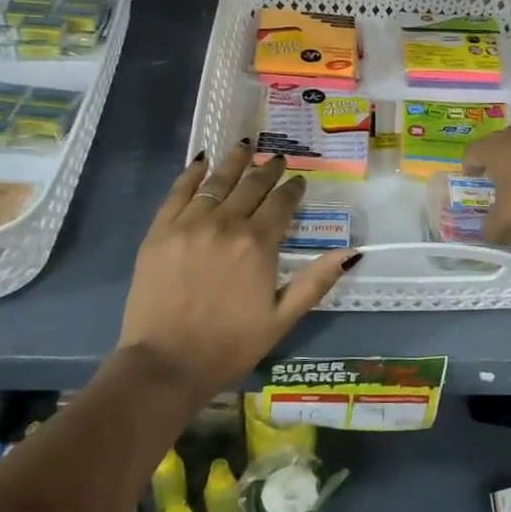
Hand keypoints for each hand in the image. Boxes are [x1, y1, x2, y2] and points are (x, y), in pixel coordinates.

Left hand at [115, 144, 355, 399]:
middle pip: (252, 187)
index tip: (299, 181)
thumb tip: (351, 252)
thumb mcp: (282, 319)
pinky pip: (178, 193)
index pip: (281, 204)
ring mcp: (189, 225)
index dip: (293, 189)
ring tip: (245, 147)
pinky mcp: (159, 232)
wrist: (165, 365)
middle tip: (276, 160)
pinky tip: (202, 162)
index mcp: (258, 245)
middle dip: (268, 171)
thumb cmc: (230, 346)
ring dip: (234, 162)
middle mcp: (226, 224)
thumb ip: (315, 281)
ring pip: (217, 182)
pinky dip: (192, 175)